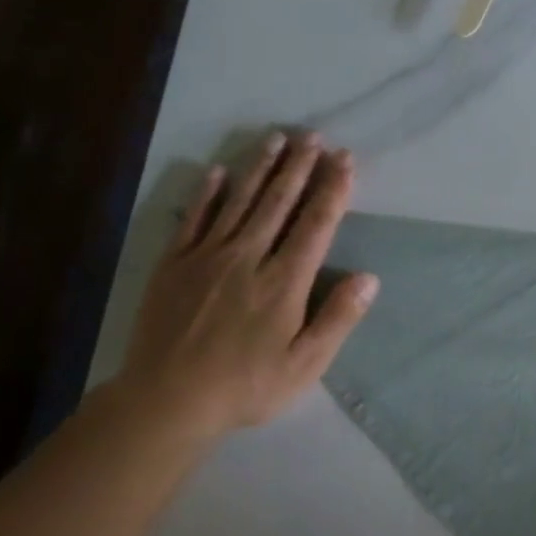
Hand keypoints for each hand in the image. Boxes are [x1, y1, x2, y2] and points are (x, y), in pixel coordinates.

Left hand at [114, 132, 378, 438]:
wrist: (166, 399)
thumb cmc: (246, 386)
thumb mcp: (305, 365)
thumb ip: (338, 319)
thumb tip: (369, 278)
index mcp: (284, 282)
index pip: (315, 225)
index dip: (332, 190)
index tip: (345, 160)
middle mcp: (247, 258)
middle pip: (278, 203)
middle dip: (299, 167)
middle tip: (313, 136)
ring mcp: (206, 257)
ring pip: (239, 201)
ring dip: (260, 168)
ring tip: (277, 139)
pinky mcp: (173, 264)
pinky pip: (193, 218)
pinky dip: (207, 193)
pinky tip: (218, 171)